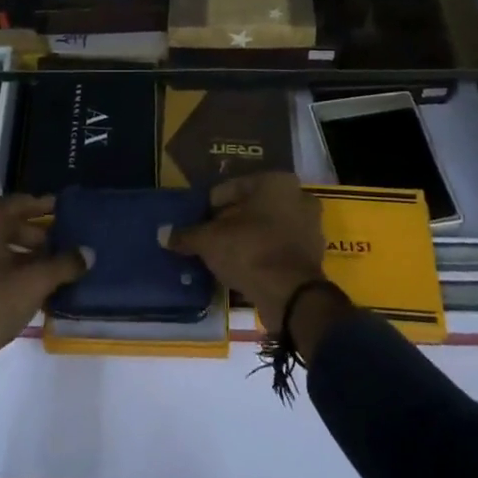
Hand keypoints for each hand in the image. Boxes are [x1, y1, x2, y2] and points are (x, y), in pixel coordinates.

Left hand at [0, 195, 87, 427]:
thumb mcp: (34, 282)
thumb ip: (64, 264)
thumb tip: (89, 254)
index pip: (20, 203)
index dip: (44, 206)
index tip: (65, 209)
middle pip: (9, 226)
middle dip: (38, 236)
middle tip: (64, 244)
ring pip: (0, 250)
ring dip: (26, 258)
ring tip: (54, 269)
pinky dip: (11, 274)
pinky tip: (33, 289)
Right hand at [162, 172, 328, 332]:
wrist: (292, 295)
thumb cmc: (250, 251)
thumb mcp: (210, 241)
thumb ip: (188, 235)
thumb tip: (163, 234)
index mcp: (276, 181)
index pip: (232, 188)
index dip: (210, 207)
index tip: (198, 224)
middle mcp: (297, 196)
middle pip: (252, 207)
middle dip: (231, 221)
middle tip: (211, 239)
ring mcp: (310, 225)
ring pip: (267, 227)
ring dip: (248, 238)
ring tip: (225, 255)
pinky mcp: (313, 254)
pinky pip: (279, 247)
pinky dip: (263, 253)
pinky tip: (244, 267)